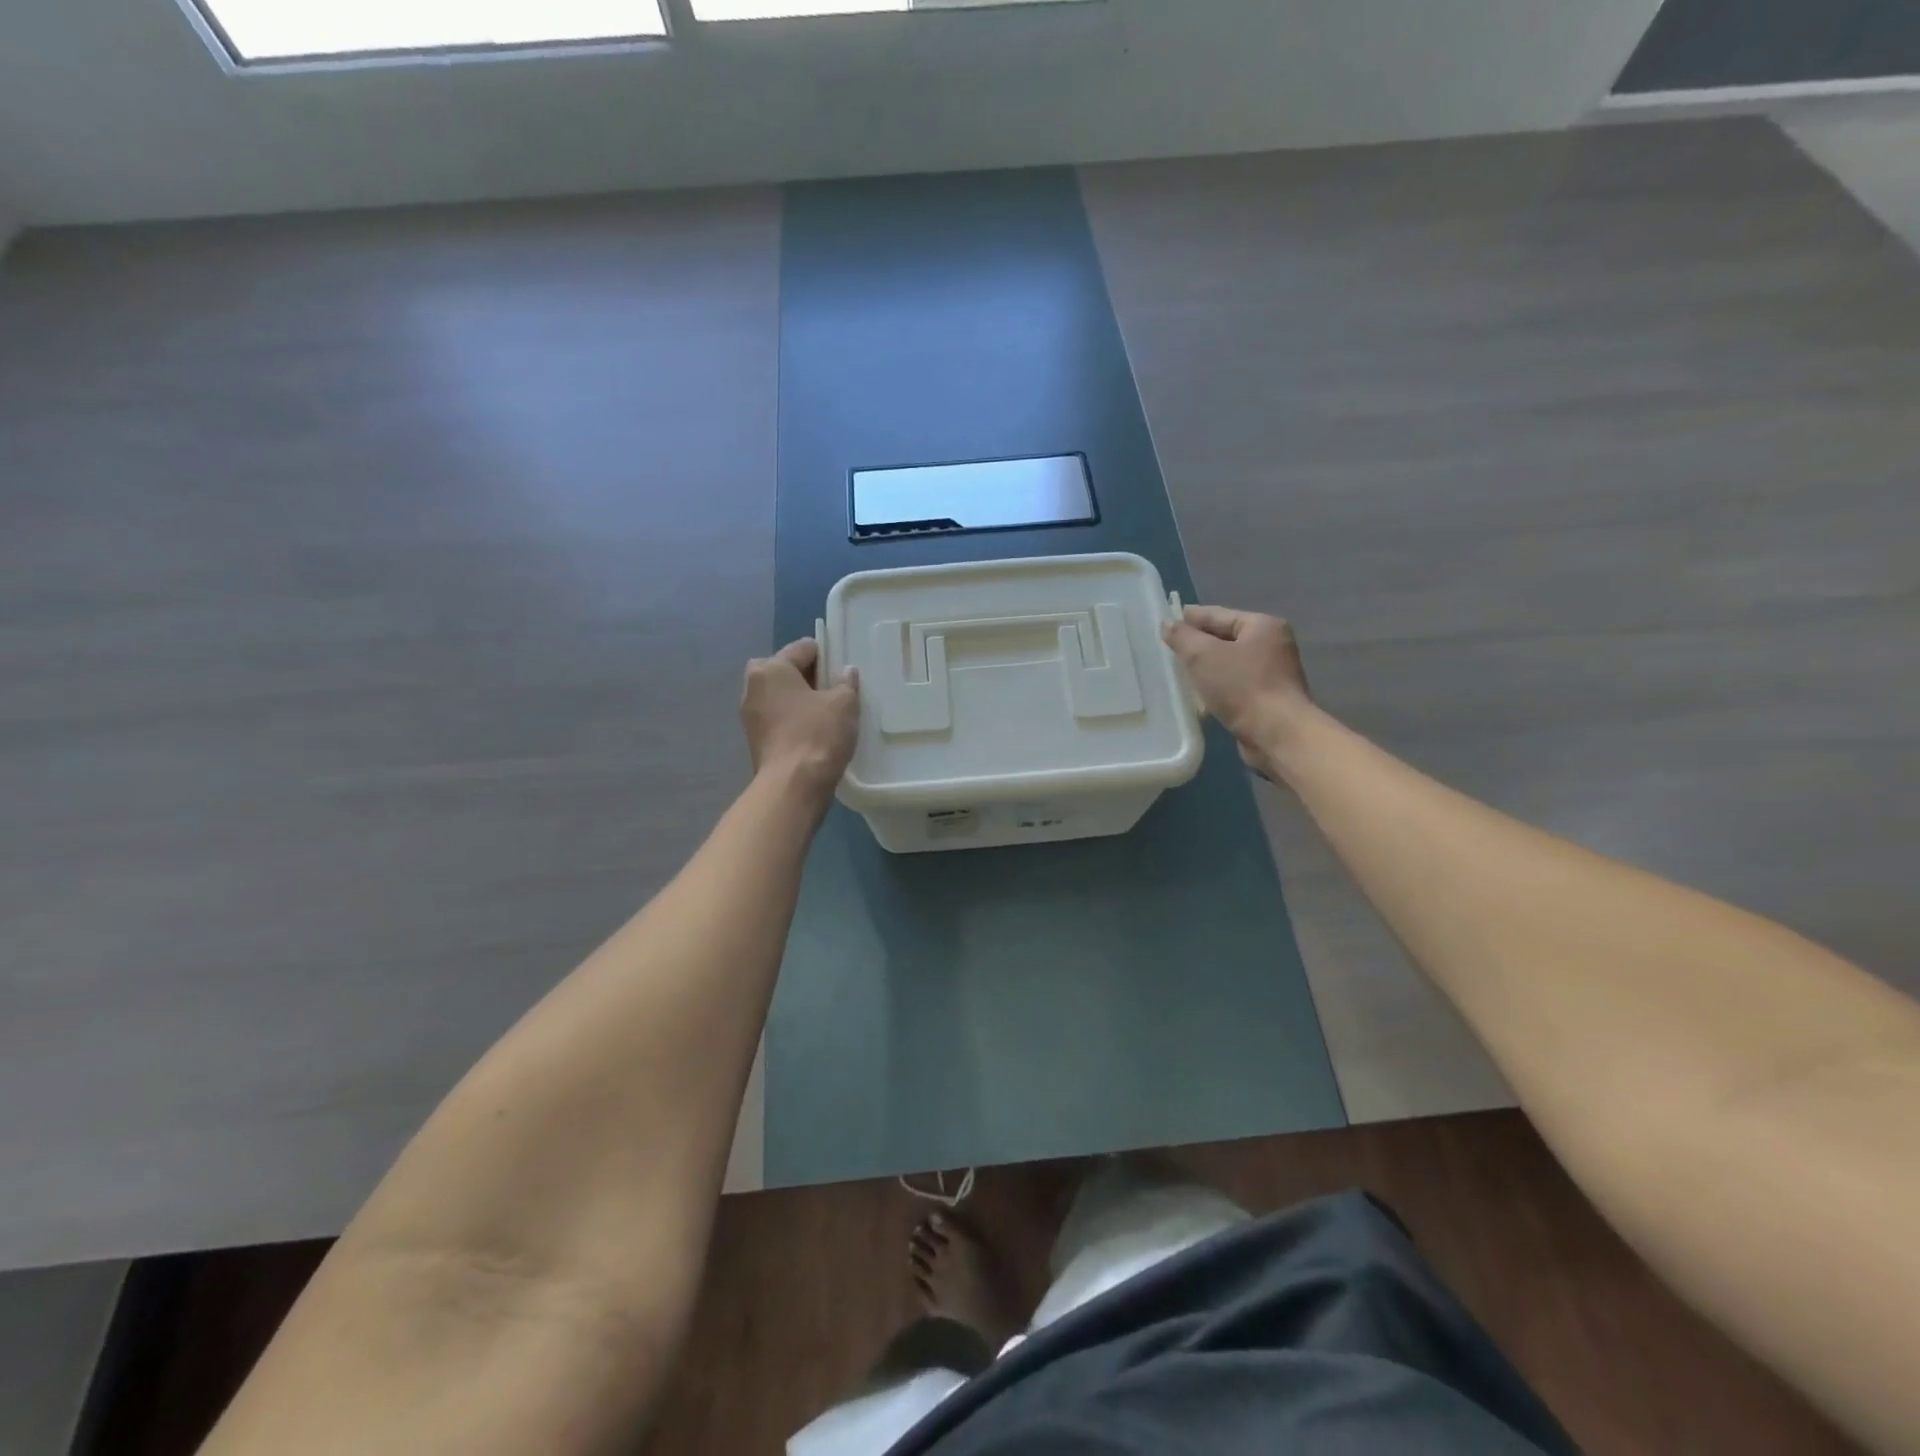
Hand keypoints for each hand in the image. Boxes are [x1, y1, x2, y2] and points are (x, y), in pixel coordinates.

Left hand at [740, 639, 859, 804]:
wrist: (792, 786)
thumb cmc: (817, 735)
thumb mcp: (844, 703)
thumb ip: (846, 682)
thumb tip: (845, 672)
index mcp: (770, 668)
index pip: (802, 648)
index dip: (827, 655)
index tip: (844, 669)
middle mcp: (753, 687)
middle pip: (785, 670)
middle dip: (808, 676)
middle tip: (834, 690)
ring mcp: (750, 716)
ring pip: (780, 696)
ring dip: (800, 699)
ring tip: (828, 712)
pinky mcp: (755, 740)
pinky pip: (778, 718)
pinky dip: (794, 719)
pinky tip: (815, 731)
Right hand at [1163, 606, 1313, 778]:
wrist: (1276, 734)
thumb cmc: (1242, 687)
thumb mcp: (1203, 656)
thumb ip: (1183, 637)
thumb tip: (1167, 624)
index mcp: (1262, 626)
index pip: (1218, 614)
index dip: (1190, 617)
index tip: (1165, 621)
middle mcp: (1271, 645)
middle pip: (1225, 638)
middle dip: (1197, 644)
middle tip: (1168, 649)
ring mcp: (1272, 674)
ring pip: (1228, 664)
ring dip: (1206, 668)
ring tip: (1177, 673)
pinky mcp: (1267, 699)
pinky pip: (1234, 685)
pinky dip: (1216, 687)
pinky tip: (1198, 695)